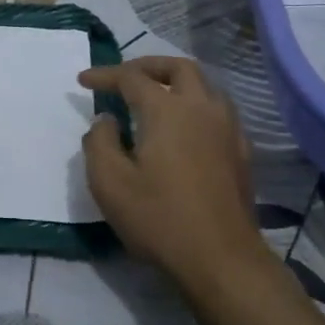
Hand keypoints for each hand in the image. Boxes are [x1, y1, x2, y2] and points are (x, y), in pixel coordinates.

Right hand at [79, 57, 266, 291]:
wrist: (221, 258)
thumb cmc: (159, 218)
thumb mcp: (109, 183)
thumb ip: (99, 142)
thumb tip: (107, 119)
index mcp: (167, 110)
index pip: (132, 77)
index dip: (104, 75)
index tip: (83, 81)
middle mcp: (202, 108)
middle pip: (178, 68)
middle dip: (147, 66)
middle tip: (124, 77)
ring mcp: (228, 129)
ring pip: (205, 85)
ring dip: (176, 82)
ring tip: (154, 97)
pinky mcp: (241, 152)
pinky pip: (218, 110)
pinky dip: (195, 105)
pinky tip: (184, 128)